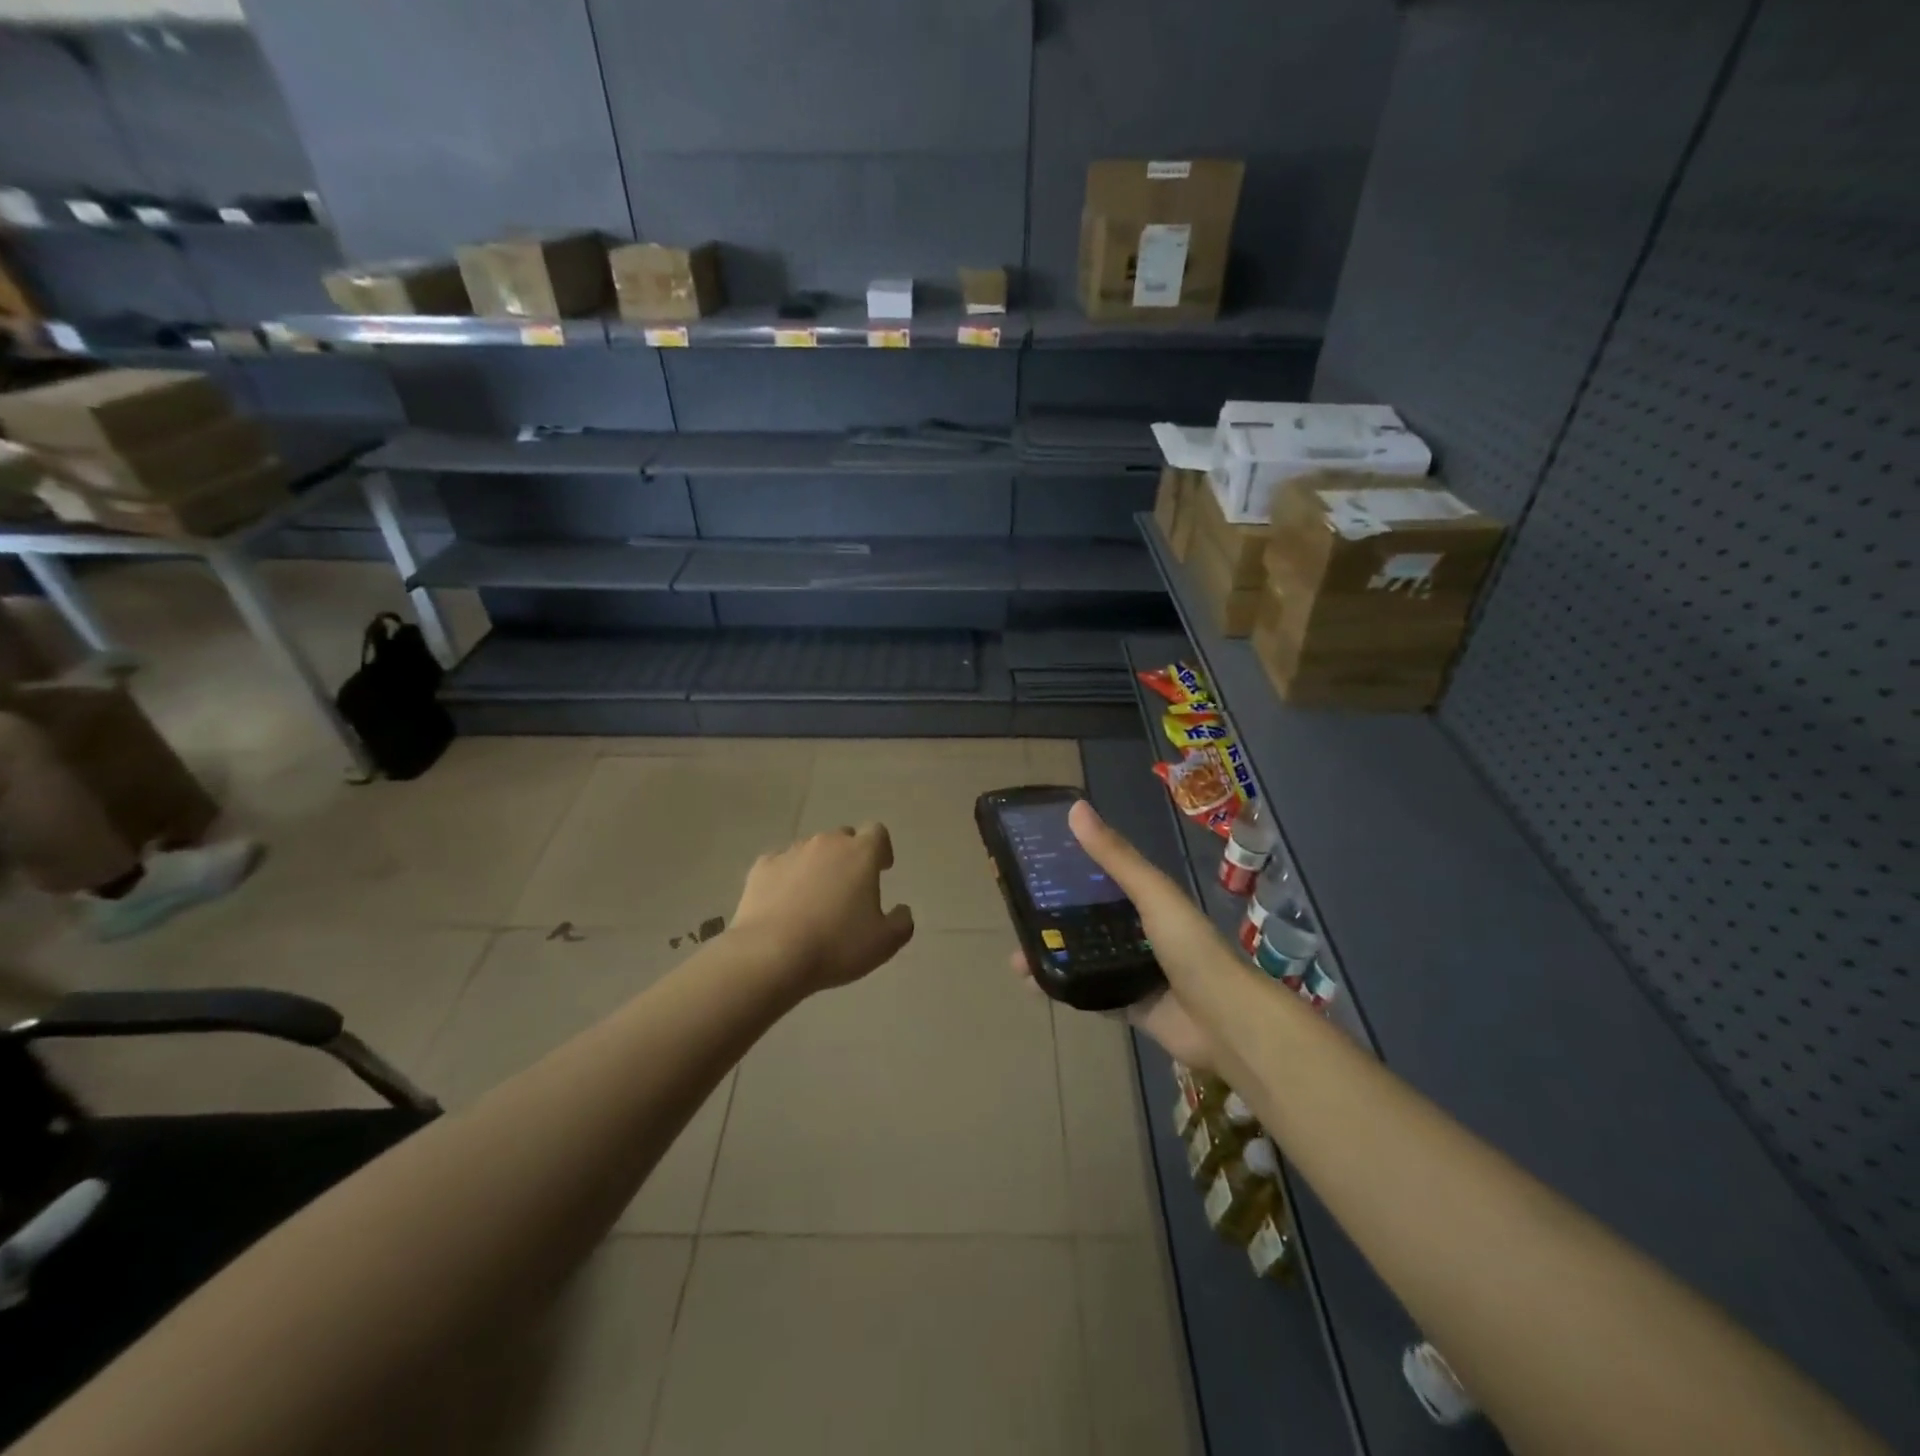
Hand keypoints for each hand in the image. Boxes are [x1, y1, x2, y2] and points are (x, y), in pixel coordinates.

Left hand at [732, 823, 914, 994]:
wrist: (770, 955)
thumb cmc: (836, 945)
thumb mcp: (884, 943)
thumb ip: (901, 922)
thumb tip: (902, 910)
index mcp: (860, 854)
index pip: (877, 833)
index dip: (881, 849)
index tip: (881, 869)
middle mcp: (826, 843)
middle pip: (843, 838)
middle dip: (849, 857)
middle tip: (848, 887)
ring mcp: (791, 852)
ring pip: (810, 850)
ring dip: (817, 867)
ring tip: (814, 899)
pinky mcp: (761, 868)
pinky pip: (781, 865)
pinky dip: (786, 877)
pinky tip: (784, 903)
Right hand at [1010, 801, 1231, 1072]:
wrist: (1226, 1023)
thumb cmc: (1191, 949)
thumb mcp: (1152, 895)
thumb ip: (1115, 857)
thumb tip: (1075, 808)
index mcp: (1148, 900)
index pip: (1101, 878)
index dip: (1069, 871)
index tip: (1032, 866)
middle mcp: (1140, 933)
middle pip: (1088, 920)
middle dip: (1053, 919)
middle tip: (1016, 918)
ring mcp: (1135, 971)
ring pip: (1085, 958)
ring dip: (1054, 955)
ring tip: (1016, 959)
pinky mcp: (1131, 1006)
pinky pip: (1091, 994)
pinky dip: (1065, 989)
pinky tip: (1036, 987)